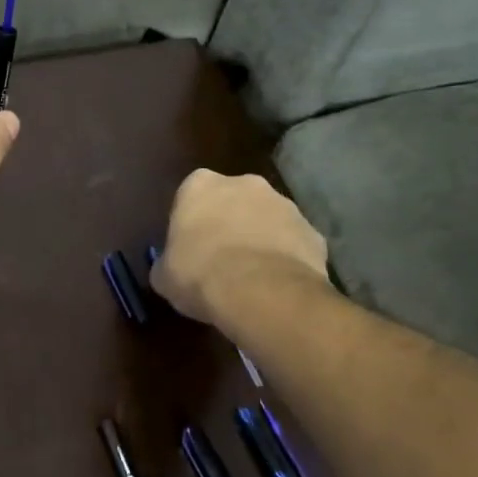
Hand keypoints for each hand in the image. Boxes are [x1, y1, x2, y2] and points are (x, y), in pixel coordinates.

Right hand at [150, 170, 329, 327]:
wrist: (261, 293)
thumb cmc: (200, 274)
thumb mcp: (164, 275)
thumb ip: (167, 263)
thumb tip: (170, 269)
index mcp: (200, 185)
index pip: (191, 196)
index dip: (191, 222)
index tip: (190, 248)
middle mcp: (244, 184)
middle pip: (234, 201)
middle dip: (230, 223)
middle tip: (221, 260)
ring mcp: (284, 205)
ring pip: (268, 220)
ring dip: (260, 239)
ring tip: (252, 278)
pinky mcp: (313, 232)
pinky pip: (294, 244)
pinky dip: (287, 259)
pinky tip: (278, 286)